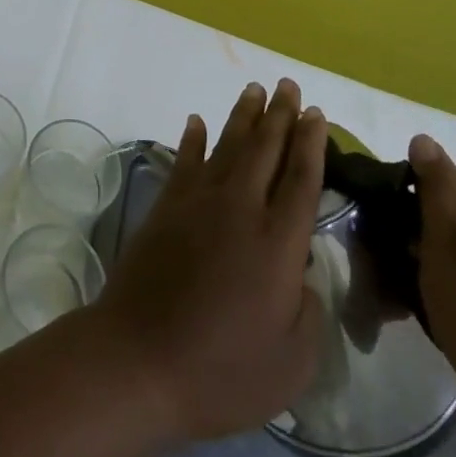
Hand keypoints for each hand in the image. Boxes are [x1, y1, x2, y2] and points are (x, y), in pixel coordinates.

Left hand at [87, 80, 327, 442]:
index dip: (311, 143)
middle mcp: (240, 208)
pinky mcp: (166, 207)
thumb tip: (303, 274)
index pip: (301, 179)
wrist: (140, 358)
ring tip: (255, 89)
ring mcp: (198, 202)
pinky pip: (184, 160)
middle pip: (265, 149)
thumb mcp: (292, 363)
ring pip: (227, 145)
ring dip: (243, 116)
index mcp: (277, 243)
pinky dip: (192, 138)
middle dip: (280, 114)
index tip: (316, 113)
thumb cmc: (223, 371)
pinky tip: (196, 121)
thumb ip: (309, 311)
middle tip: (289, 85)